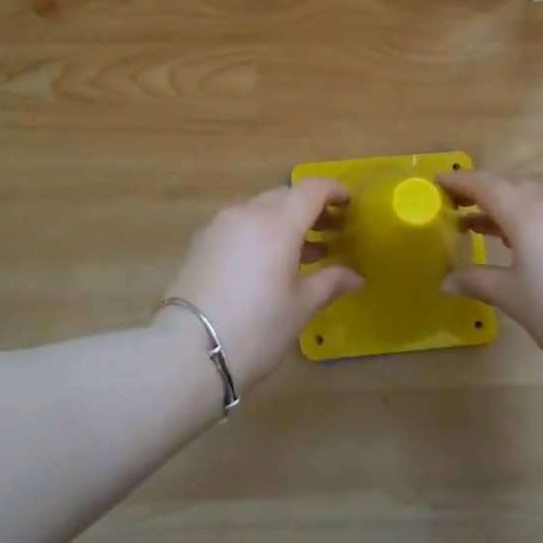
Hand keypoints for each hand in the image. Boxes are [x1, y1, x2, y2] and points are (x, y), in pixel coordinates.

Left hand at [157, 179, 361, 389]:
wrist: (187, 353)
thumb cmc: (256, 329)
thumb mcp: (300, 308)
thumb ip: (330, 282)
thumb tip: (355, 276)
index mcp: (277, 223)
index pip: (311, 189)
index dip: (333, 190)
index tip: (349, 202)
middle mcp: (248, 214)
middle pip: (285, 196)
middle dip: (309, 208)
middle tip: (328, 232)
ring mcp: (220, 226)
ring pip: (260, 210)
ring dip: (283, 222)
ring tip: (302, 253)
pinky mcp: (201, 242)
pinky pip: (239, 225)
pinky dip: (259, 233)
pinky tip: (266, 264)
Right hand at [439, 171, 542, 371]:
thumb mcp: (512, 296)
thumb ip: (477, 281)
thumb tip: (445, 282)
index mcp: (527, 213)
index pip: (486, 185)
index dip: (460, 182)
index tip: (438, 182)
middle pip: (510, 186)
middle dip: (481, 192)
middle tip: (455, 205)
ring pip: (532, 197)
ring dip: (504, 206)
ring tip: (479, 226)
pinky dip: (527, 216)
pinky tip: (519, 242)